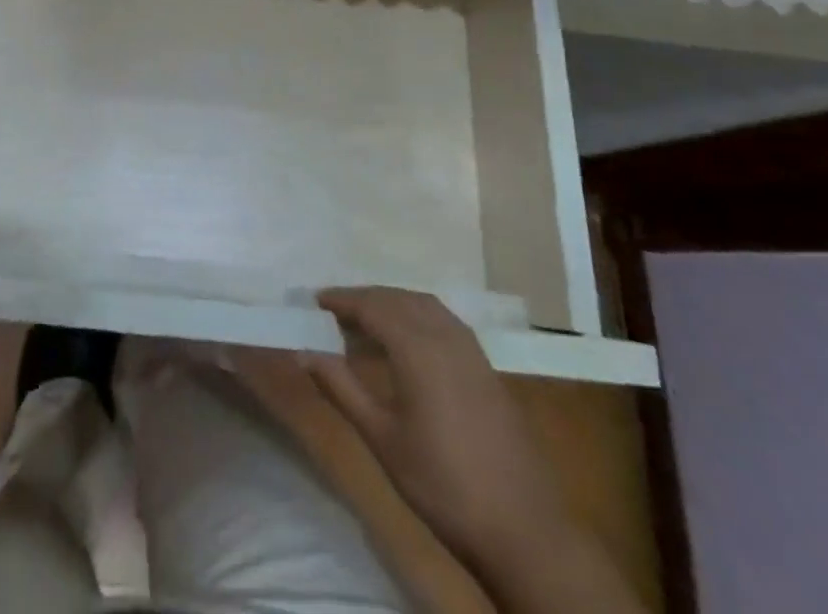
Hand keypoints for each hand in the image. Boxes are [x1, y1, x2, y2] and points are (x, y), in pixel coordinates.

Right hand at [308, 288, 564, 564]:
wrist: (523, 530)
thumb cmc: (442, 485)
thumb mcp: (382, 438)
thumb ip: (341, 388)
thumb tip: (304, 352)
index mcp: (418, 348)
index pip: (372, 305)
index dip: (342, 300)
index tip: (315, 301)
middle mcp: (446, 336)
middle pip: (398, 298)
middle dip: (365, 299)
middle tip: (334, 313)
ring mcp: (472, 350)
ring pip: (424, 304)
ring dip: (392, 303)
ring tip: (365, 323)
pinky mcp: (486, 366)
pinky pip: (444, 320)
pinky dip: (417, 315)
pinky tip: (406, 341)